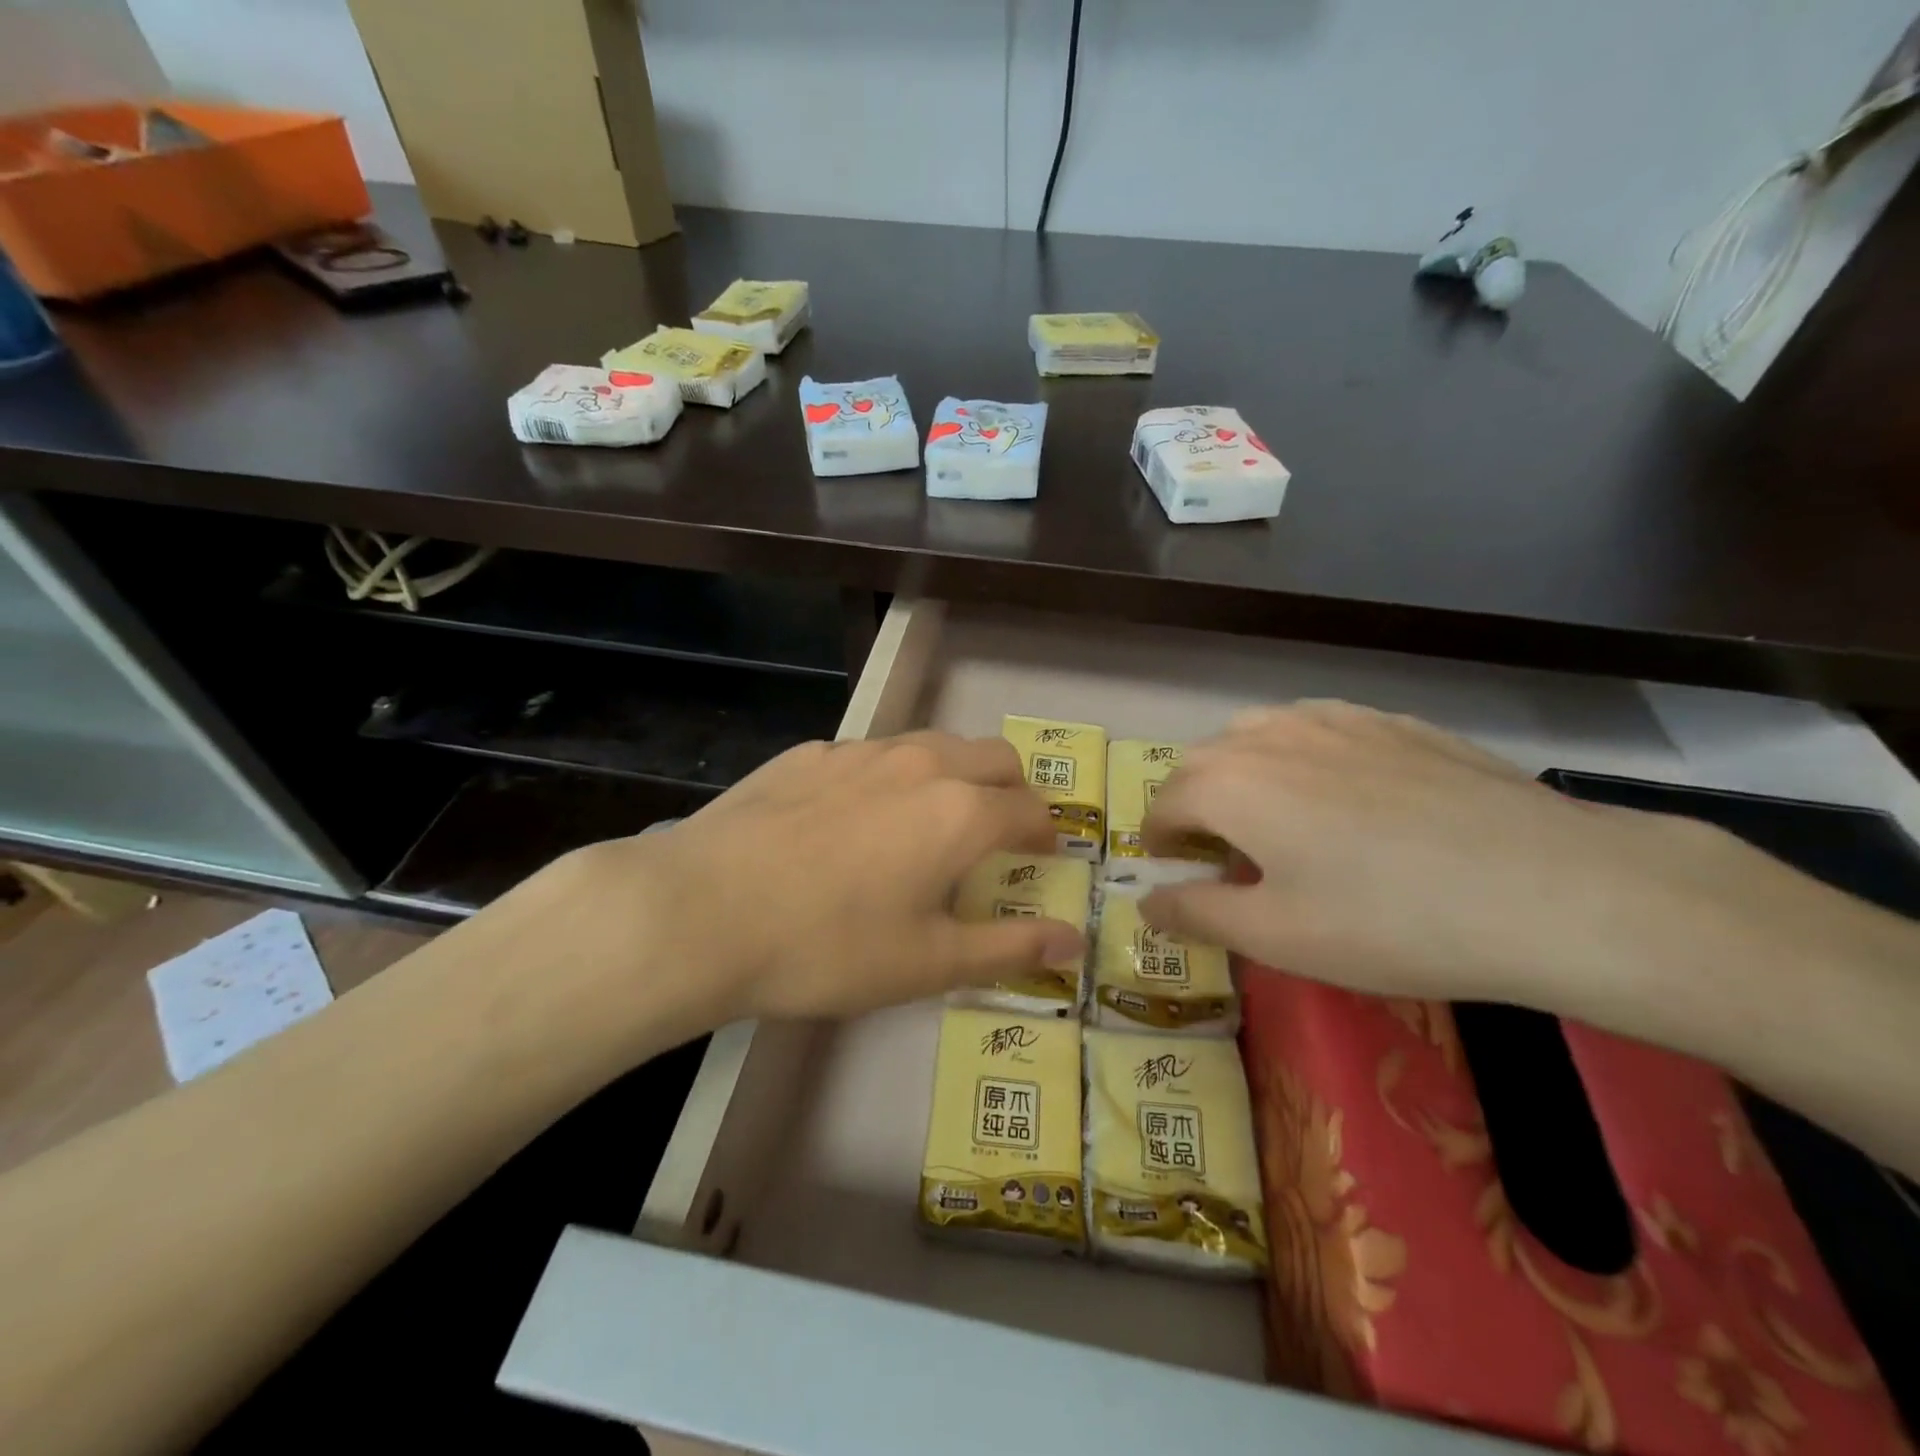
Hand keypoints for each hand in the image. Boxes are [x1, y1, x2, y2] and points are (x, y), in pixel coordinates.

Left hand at [556, 733, 1083, 1028]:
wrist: (702, 911)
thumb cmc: (828, 947)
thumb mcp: (927, 963)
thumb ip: (1009, 948)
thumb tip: (1073, 940)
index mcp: (960, 812)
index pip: (1031, 809)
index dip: (1045, 835)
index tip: (1040, 858)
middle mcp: (921, 764)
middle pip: (994, 757)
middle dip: (1011, 791)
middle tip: (995, 836)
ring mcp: (861, 751)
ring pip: (934, 745)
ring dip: (953, 776)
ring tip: (928, 823)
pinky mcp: (810, 753)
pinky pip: (872, 754)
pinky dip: (891, 777)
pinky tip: (852, 821)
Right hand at [1139, 701, 1788, 1012]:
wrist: (1551, 888)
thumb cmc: (1390, 921)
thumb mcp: (1276, 937)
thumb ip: (1196, 914)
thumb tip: (1146, 903)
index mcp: (1229, 784)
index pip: (1165, 804)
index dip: (1160, 841)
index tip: (1174, 872)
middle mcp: (1270, 735)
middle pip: (1205, 763)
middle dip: (1196, 805)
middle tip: (1224, 857)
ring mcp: (1336, 720)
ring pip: (1260, 735)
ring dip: (1244, 773)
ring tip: (1276, 820)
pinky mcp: (1394, 722)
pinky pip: (1319, 730)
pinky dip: (1302, 758)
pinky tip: (1345, 798)